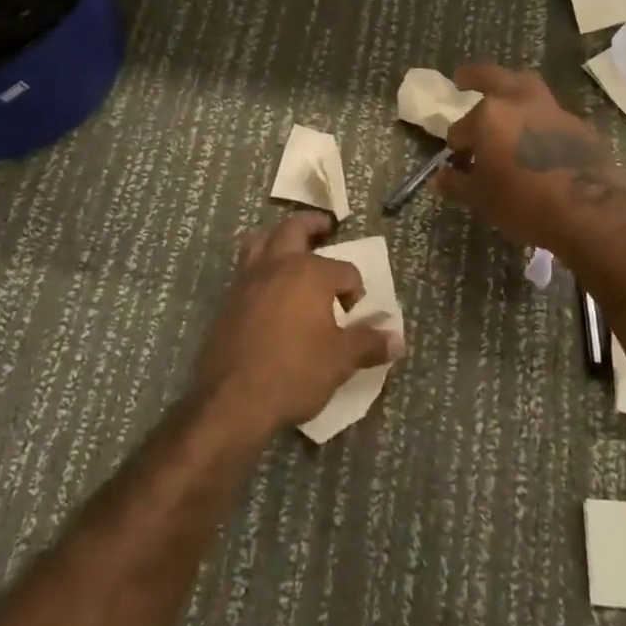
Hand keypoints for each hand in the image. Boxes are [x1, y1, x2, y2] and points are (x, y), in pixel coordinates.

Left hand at [194, 212, 404, 435]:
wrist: (232, 400)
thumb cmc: (294, 373)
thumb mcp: (340, 361)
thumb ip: (368, 344)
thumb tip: (396, 339)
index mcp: (310, 273)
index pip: (344, 270)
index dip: (354, 289)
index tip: (353, 311)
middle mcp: (278, 265)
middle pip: (295, 229)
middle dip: (312, 225)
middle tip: (325, 228)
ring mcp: (248, 279)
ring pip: (261, 240)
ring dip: (278, 237)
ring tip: (290, 246)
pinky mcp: (228, 299)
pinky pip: (246, 267)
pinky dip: (260, 264)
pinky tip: (269, 287)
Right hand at [434, 65, 625, 251]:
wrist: (589, 214)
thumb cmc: (524, 204)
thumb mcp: (482, 199)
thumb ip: (457, 183)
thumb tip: (439, 178)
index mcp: (489, 116)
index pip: (460, 129)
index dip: (457, 146)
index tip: (458, 162)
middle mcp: (519, 103)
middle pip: (494, 78)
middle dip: (476, 76)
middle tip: (463, 78)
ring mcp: (553, 111)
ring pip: (527, 88)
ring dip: (512, 91)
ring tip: (504, 102)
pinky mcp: (579, 126)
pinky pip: (550, 115)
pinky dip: (538, 120)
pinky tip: (537, 140)